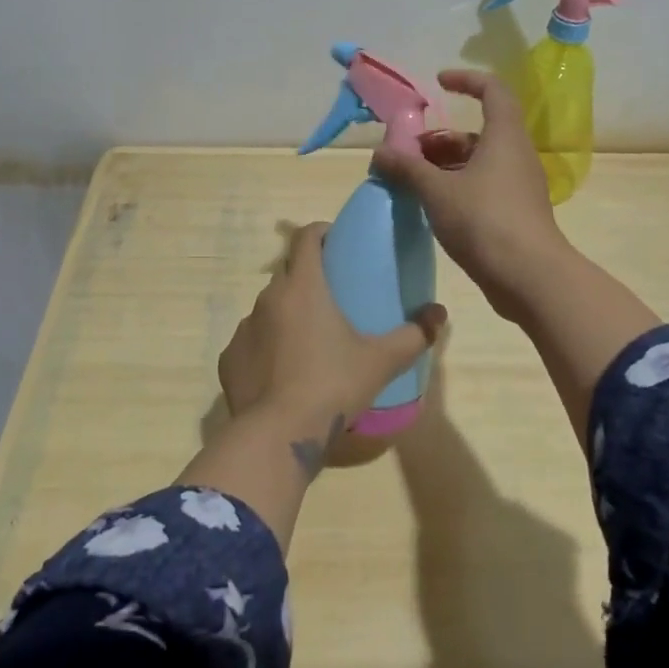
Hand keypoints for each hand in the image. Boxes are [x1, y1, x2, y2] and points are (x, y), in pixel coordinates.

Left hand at [218, 223, 446, 465]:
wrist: (278, 435)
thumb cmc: (333, 385)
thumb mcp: (381, 361)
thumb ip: (413, 334)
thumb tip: (439, 314)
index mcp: (303, 287)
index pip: (305, 238)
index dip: (321, 232)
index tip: (336, 241)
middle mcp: (267, 298)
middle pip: (288, 274)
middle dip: (308, 279)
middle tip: (332, 300)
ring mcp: (244, 328)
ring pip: (268, 309)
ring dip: (286, 315)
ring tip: (308, 341)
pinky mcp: (229, 359)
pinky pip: (251, 343)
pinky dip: (266, 349)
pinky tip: (283, 373)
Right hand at [372, 69, 578, 322]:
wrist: (529, 276)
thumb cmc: (484, 221)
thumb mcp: (437, 192)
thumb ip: (408, 168)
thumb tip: (380, 152)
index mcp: (504, 137)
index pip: (493, 90)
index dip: (466, 80)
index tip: (438, 84)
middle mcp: (516, 155)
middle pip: (479, 132)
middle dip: (441, 139)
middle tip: (409, 154)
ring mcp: (519, 187)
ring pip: (480, 163)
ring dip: (446, 166)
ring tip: (413, 182)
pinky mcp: (516, 214)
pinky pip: (484, 187)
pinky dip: (458, 188)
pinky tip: (433, 207)